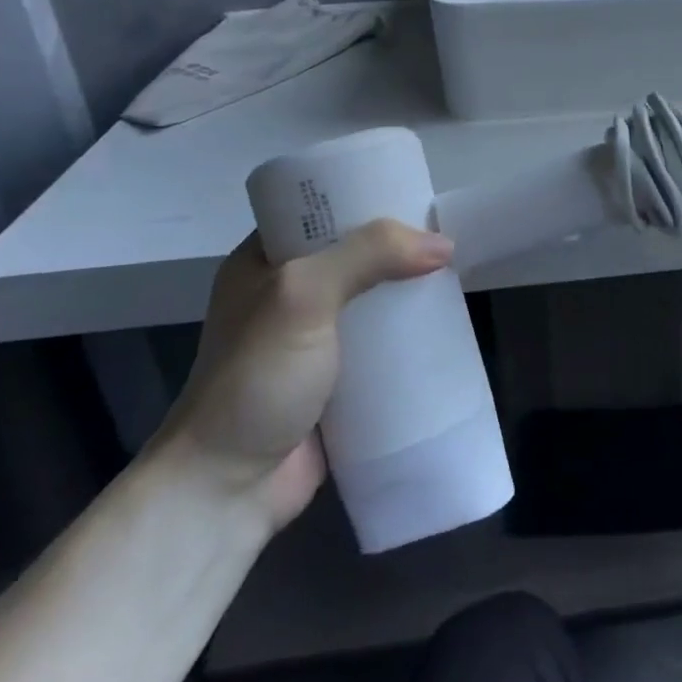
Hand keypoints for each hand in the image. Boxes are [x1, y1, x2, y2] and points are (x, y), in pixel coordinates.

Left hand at [159, 221, 453, 529]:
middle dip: (399, 245)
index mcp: (264, 261)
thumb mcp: (303, 296)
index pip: (319, 210)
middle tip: (446, 235)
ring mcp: (313, 338)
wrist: (226, 490)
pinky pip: (382, 342)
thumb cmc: (255, 379)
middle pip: (355, 253)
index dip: (365, 196)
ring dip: (408, 290)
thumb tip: (442, 244)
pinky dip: (409, 333)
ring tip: (455, 275)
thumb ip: (368, 255)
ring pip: (373, 297)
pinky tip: (443, 324)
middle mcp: (289, 293)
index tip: (413, 191)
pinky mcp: (337, 378)